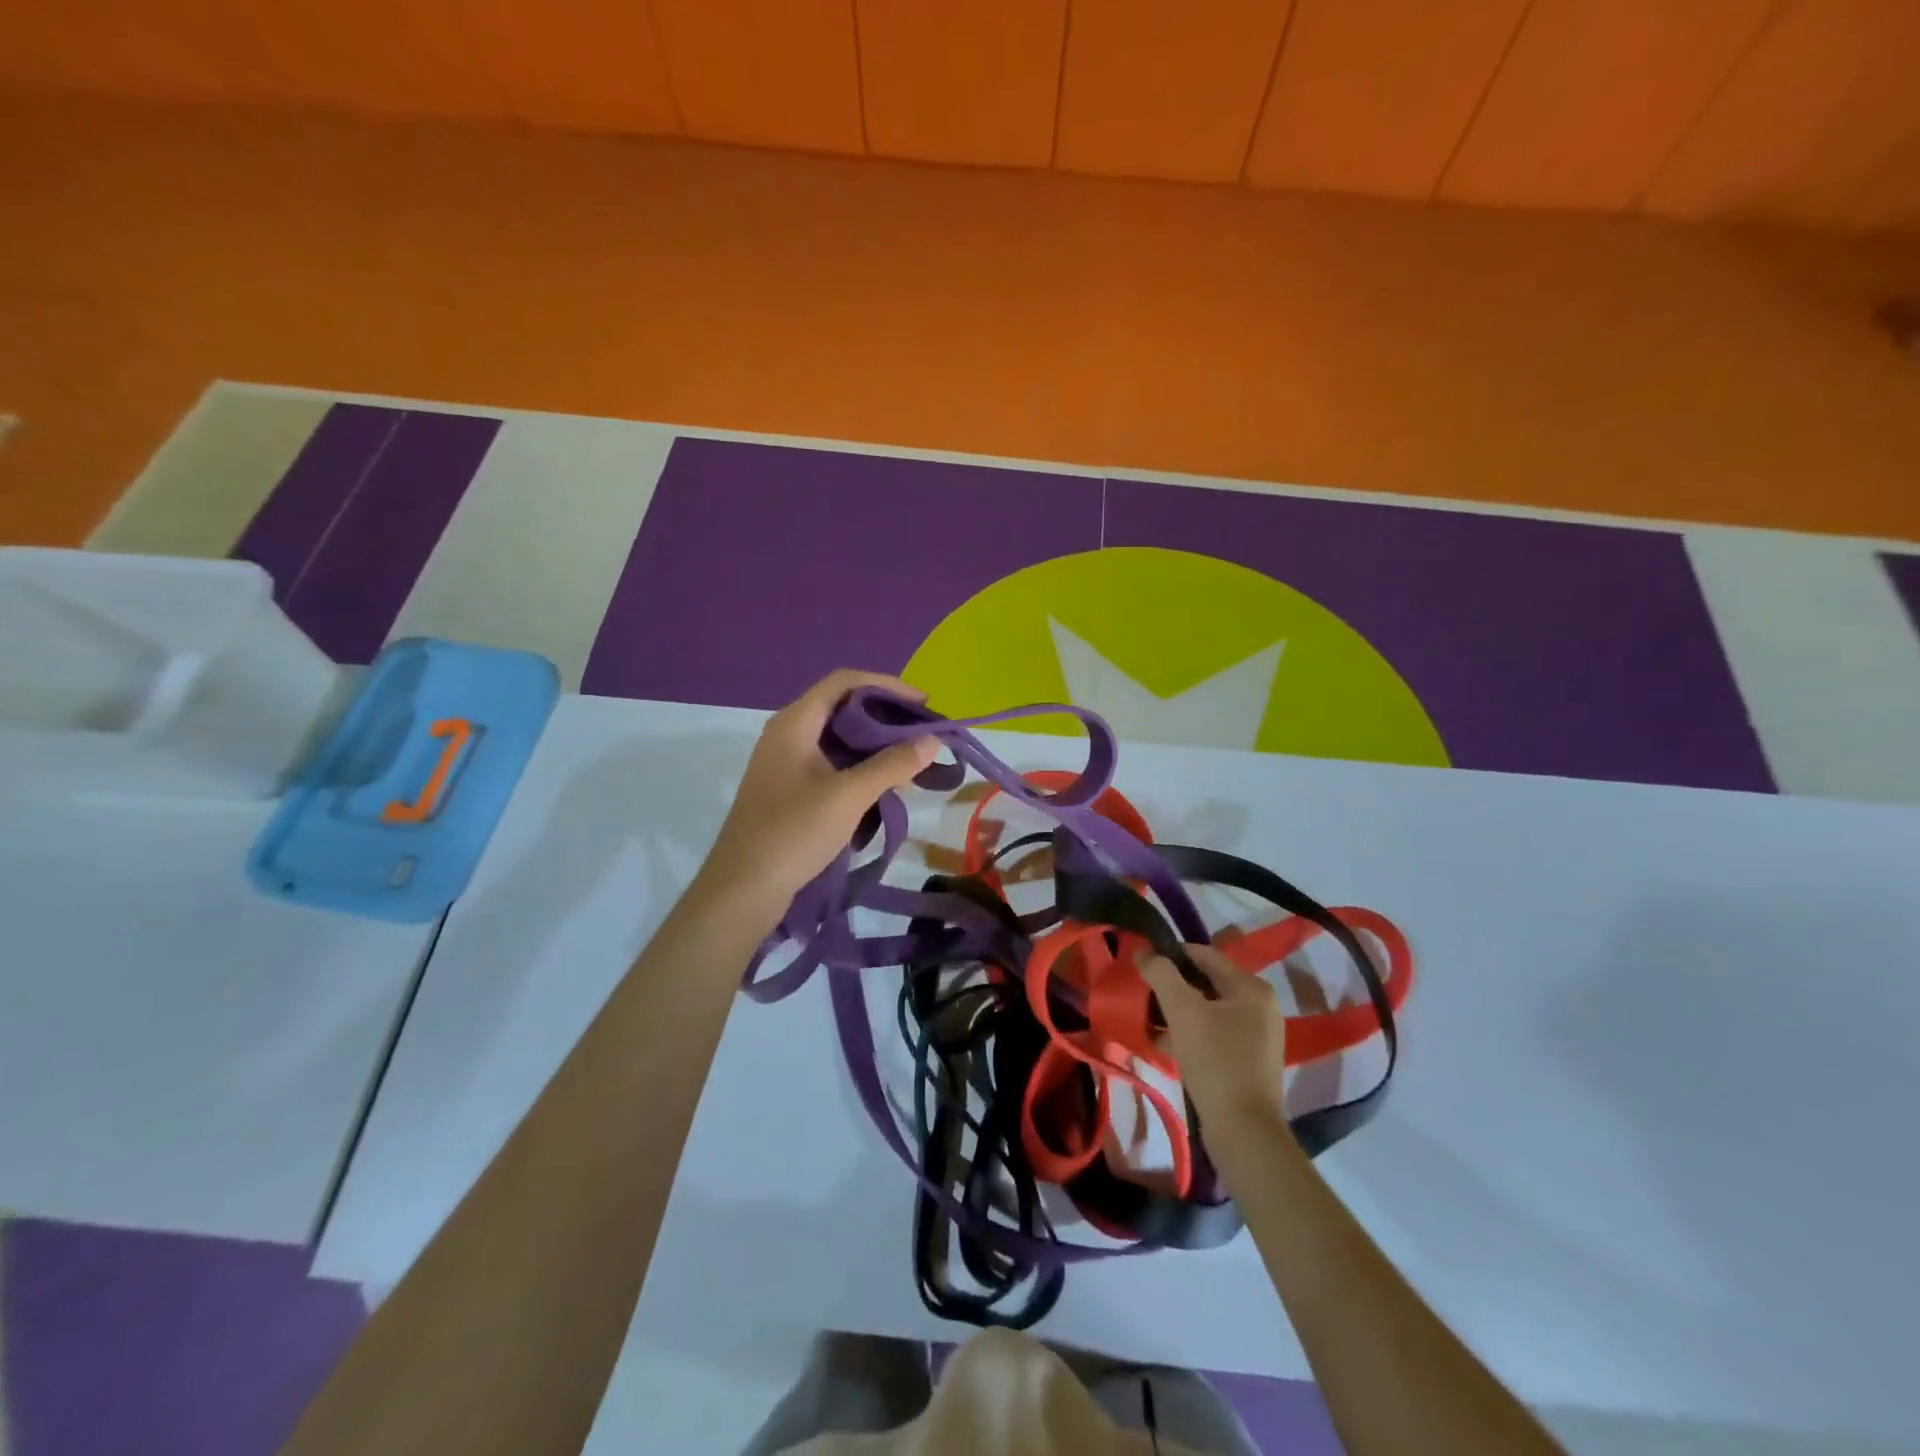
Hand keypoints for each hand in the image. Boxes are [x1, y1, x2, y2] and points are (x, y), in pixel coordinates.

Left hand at [697, 669, 938, 916]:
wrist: (742, 889)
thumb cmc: (794, 832)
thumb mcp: (849, 796)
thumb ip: (893, 765)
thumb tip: (933, 740)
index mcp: (795, 723)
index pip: (844, 682)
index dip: (886, 685)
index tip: (922, 703)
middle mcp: (787, 734)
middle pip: (842, 707)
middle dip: (885, 716)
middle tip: (922, 733)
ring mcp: (785, 763)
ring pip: (838, 739)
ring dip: (874, 745)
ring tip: (910, 759)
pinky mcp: (788, 790)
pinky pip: (830, 764)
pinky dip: (859, 768)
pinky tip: (883, 787)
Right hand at [1141, 945, 1288, 1135]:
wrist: (1244, 1131)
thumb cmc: (1214, 1061)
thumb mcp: (1182, 1011)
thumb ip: (1161, 974)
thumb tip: (1144, 952)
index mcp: (1251, 988)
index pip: (1204, 954)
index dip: (1170, 954)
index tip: (1142, 964)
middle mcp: (1260, 1007)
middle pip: (1206, 982)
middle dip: (1172, 987)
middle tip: (1142, 994)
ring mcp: (1257, 1036)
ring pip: (1207, 1011)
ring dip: (1177, 1012)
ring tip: (1147, 1020)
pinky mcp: (1249, 1062)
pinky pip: (1213, 1035)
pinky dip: (1189, 1034)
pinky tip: (1164, 1045)